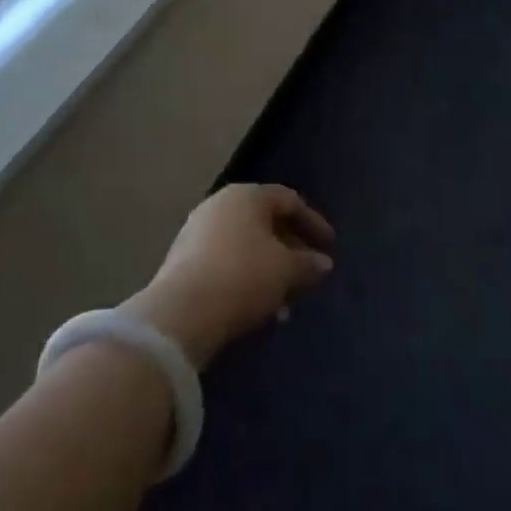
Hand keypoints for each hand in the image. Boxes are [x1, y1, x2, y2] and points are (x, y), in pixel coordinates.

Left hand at [123, 184, 335, 368]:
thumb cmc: (243, 277)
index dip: (313, 223)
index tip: (330, 247)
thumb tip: (323, 263)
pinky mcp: (183, 260)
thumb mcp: (286, 270)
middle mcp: (220, 205)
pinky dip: (247, 277)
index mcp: (247, 196)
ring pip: (246, 245)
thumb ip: (308, 264)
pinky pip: (226, 261)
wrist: (181, 314)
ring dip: (270, 268)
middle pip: (266, 222)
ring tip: (286, 300)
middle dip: (291, 249)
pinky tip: (258, 306)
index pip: (289, 200)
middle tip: (309, 273)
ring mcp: (197, 231)